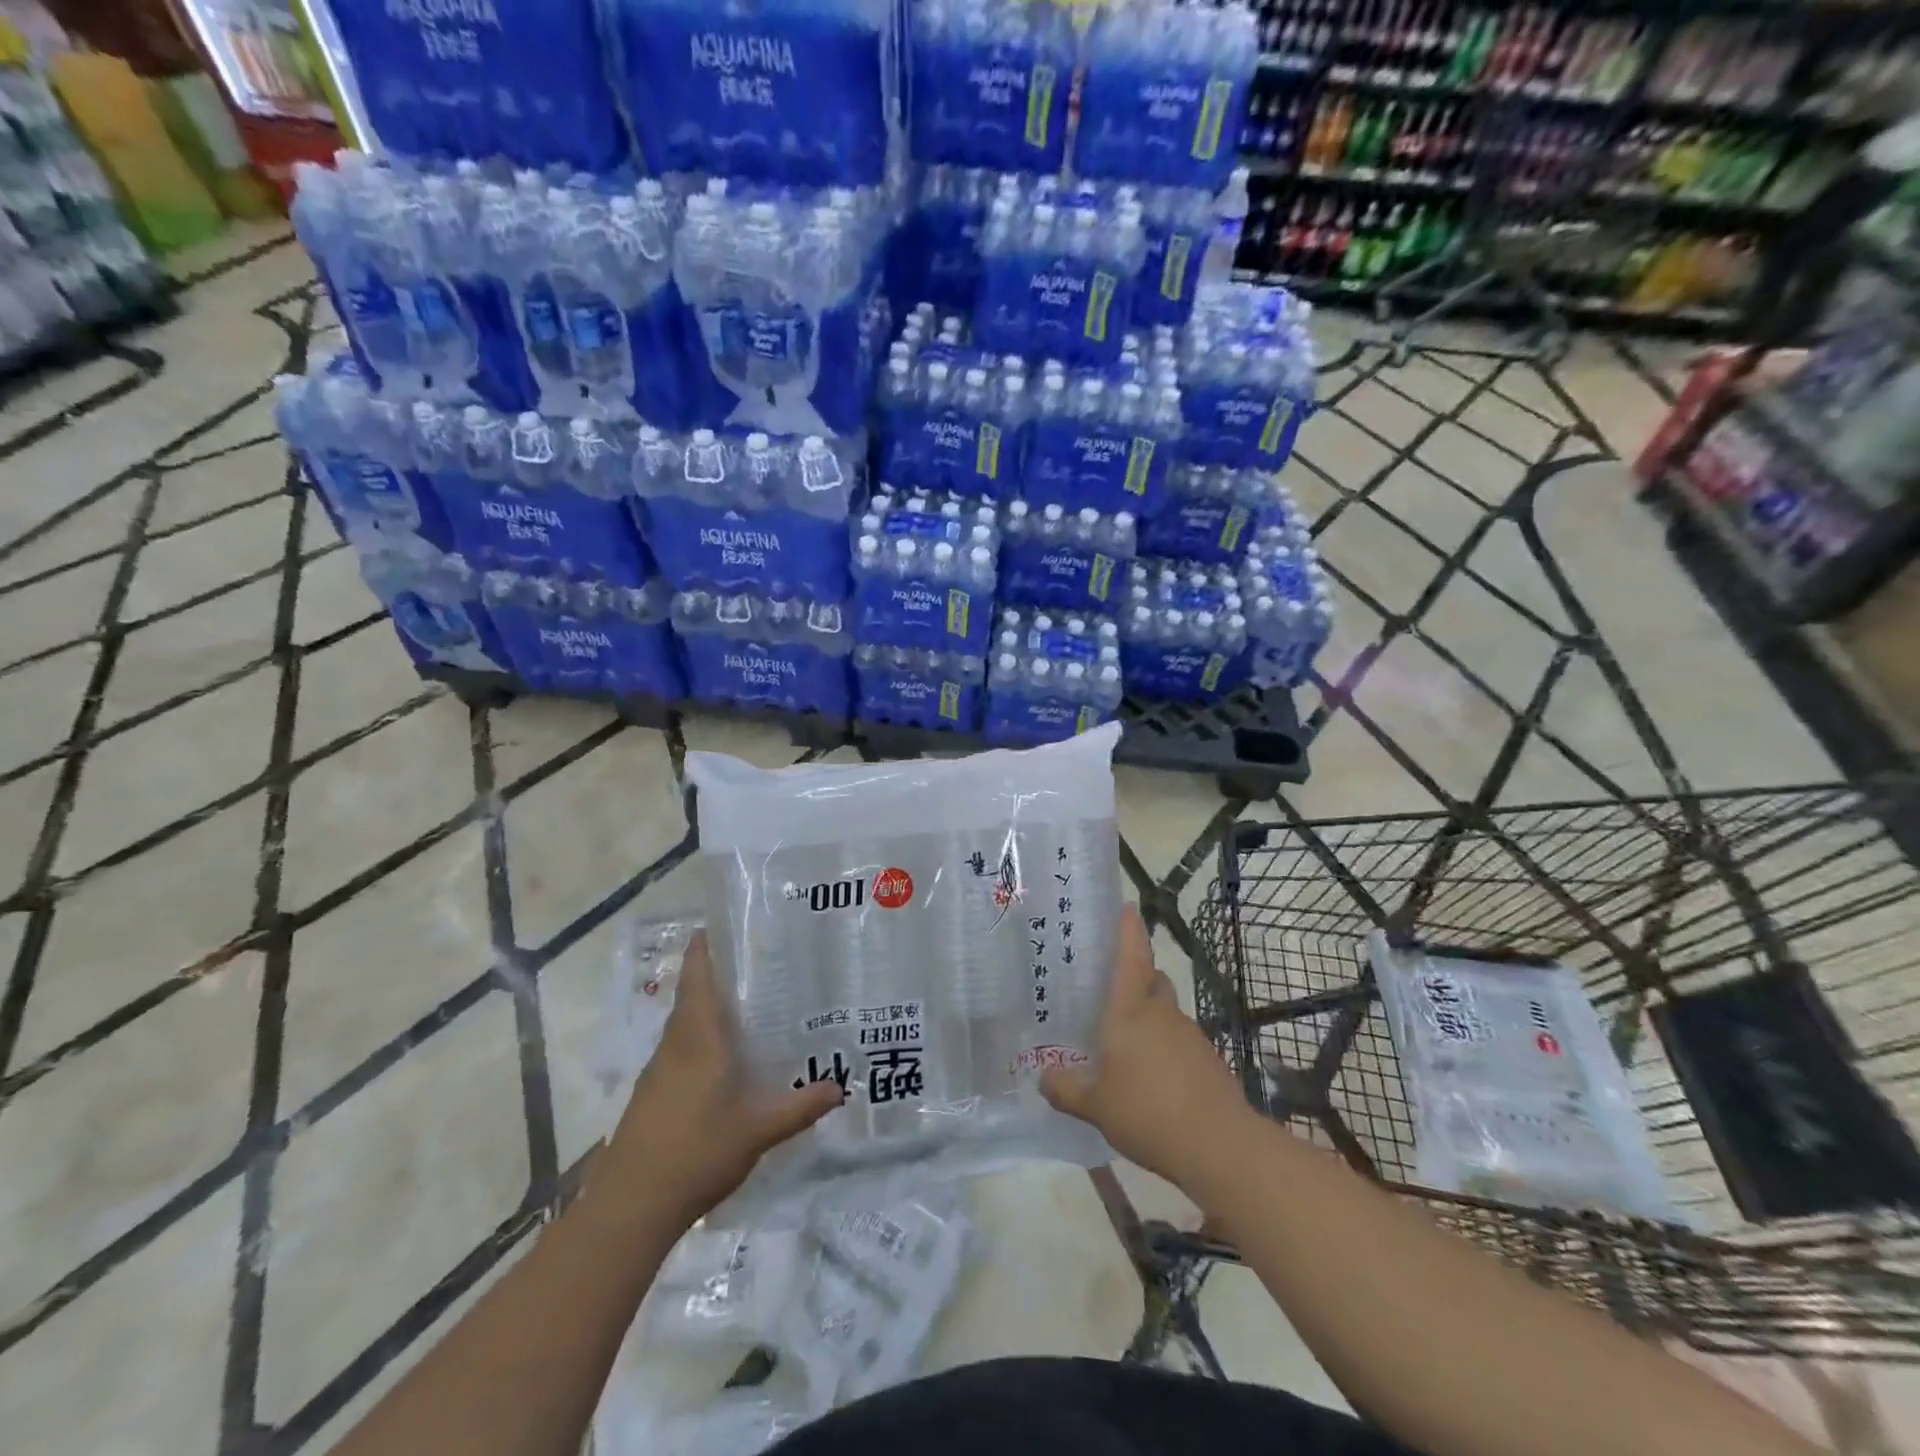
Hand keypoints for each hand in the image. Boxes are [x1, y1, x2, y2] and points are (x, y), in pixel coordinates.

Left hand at [599, 930, 842, 1226]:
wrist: (629, 1207)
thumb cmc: (696, 1152)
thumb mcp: (757, 1130)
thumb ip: (799, 1107)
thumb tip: (841, 1087)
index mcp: (697, 1039)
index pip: (697, 978)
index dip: (703, 948)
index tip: (720, 925)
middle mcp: (674, 1046)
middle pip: (690, 997)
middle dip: (714, 975)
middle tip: (754, 964)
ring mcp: (657, 1073)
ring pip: (682, 1026)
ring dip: (705, 1010)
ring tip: (745, 1007)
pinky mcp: (650, 1097)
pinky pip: (677, 1052)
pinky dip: (697, 1041)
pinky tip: (721, 1061)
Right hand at [1040, 903, 1251, 1191]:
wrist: (1220, 1146)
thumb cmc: (1148, 1112)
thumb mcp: (1095, 1105)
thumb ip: (1066, 1088)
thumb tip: (1044, 1076)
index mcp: (1131, 1011)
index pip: (1132, 956)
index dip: (1129, 930)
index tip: (1128, 907)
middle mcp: (1162, 1013)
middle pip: (1152, 981)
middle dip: (1136, 979)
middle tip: (1109, 992)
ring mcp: (1190, 1036)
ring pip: (1166, 1014)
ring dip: (1149, 1020)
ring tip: (1124, 1047)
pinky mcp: (1208, 1062)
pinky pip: (1178, 1043)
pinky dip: (1163, 1050)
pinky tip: (1150, 1080)